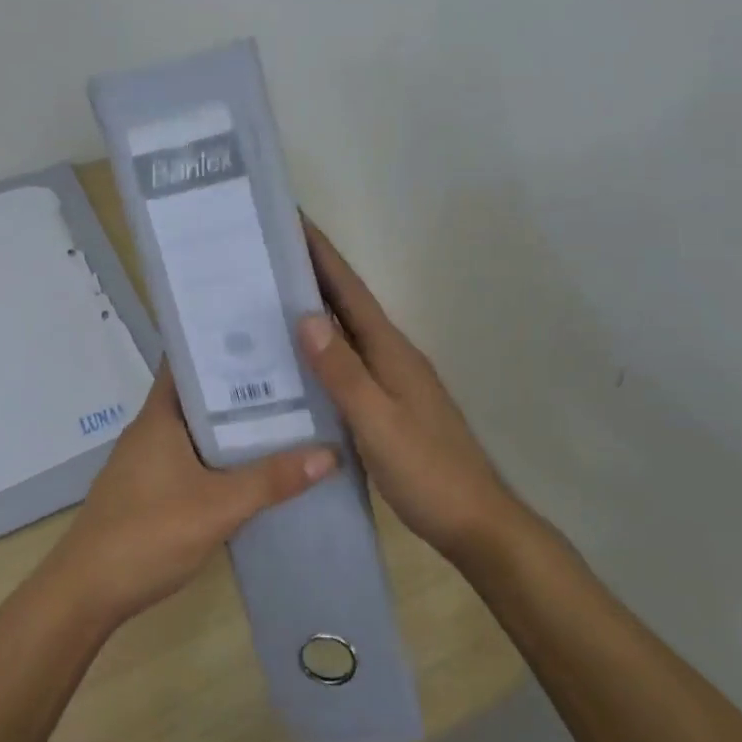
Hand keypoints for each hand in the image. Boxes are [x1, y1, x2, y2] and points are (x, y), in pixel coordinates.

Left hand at [40, 366, 336, 630]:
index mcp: (159, 415)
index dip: (221, 341)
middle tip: (294, 372)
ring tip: (286, 411)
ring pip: (197, 427)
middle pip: (199, 393)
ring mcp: (148, 460)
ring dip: (233, 421)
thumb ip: (271, 480)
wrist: (86, 593)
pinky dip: (221, 453)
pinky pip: (192, 456)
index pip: (187, 359)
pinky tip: (253, 464)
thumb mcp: (217, 506)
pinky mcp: (150, 488)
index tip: (265, 330)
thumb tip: (331, 452)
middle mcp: (151, 428)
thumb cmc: (146, 534)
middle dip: (240, 384)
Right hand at [296, 220, 517, 561]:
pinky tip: (297, 362)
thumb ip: (343, 372)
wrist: (475, 523)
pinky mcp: (388, 404)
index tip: (291, 218)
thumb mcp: (378, 422)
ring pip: (346, 333)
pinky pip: (347, 362)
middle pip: (347, 304)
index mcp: (391, 351)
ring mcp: (392, 380)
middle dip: (311, 273)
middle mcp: (392, 356)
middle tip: (266, 254)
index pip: (350, 290)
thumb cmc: (427, 471)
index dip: (321, 253)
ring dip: (315, 309)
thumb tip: (306, 316)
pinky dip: (322, 349)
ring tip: (270, 297)